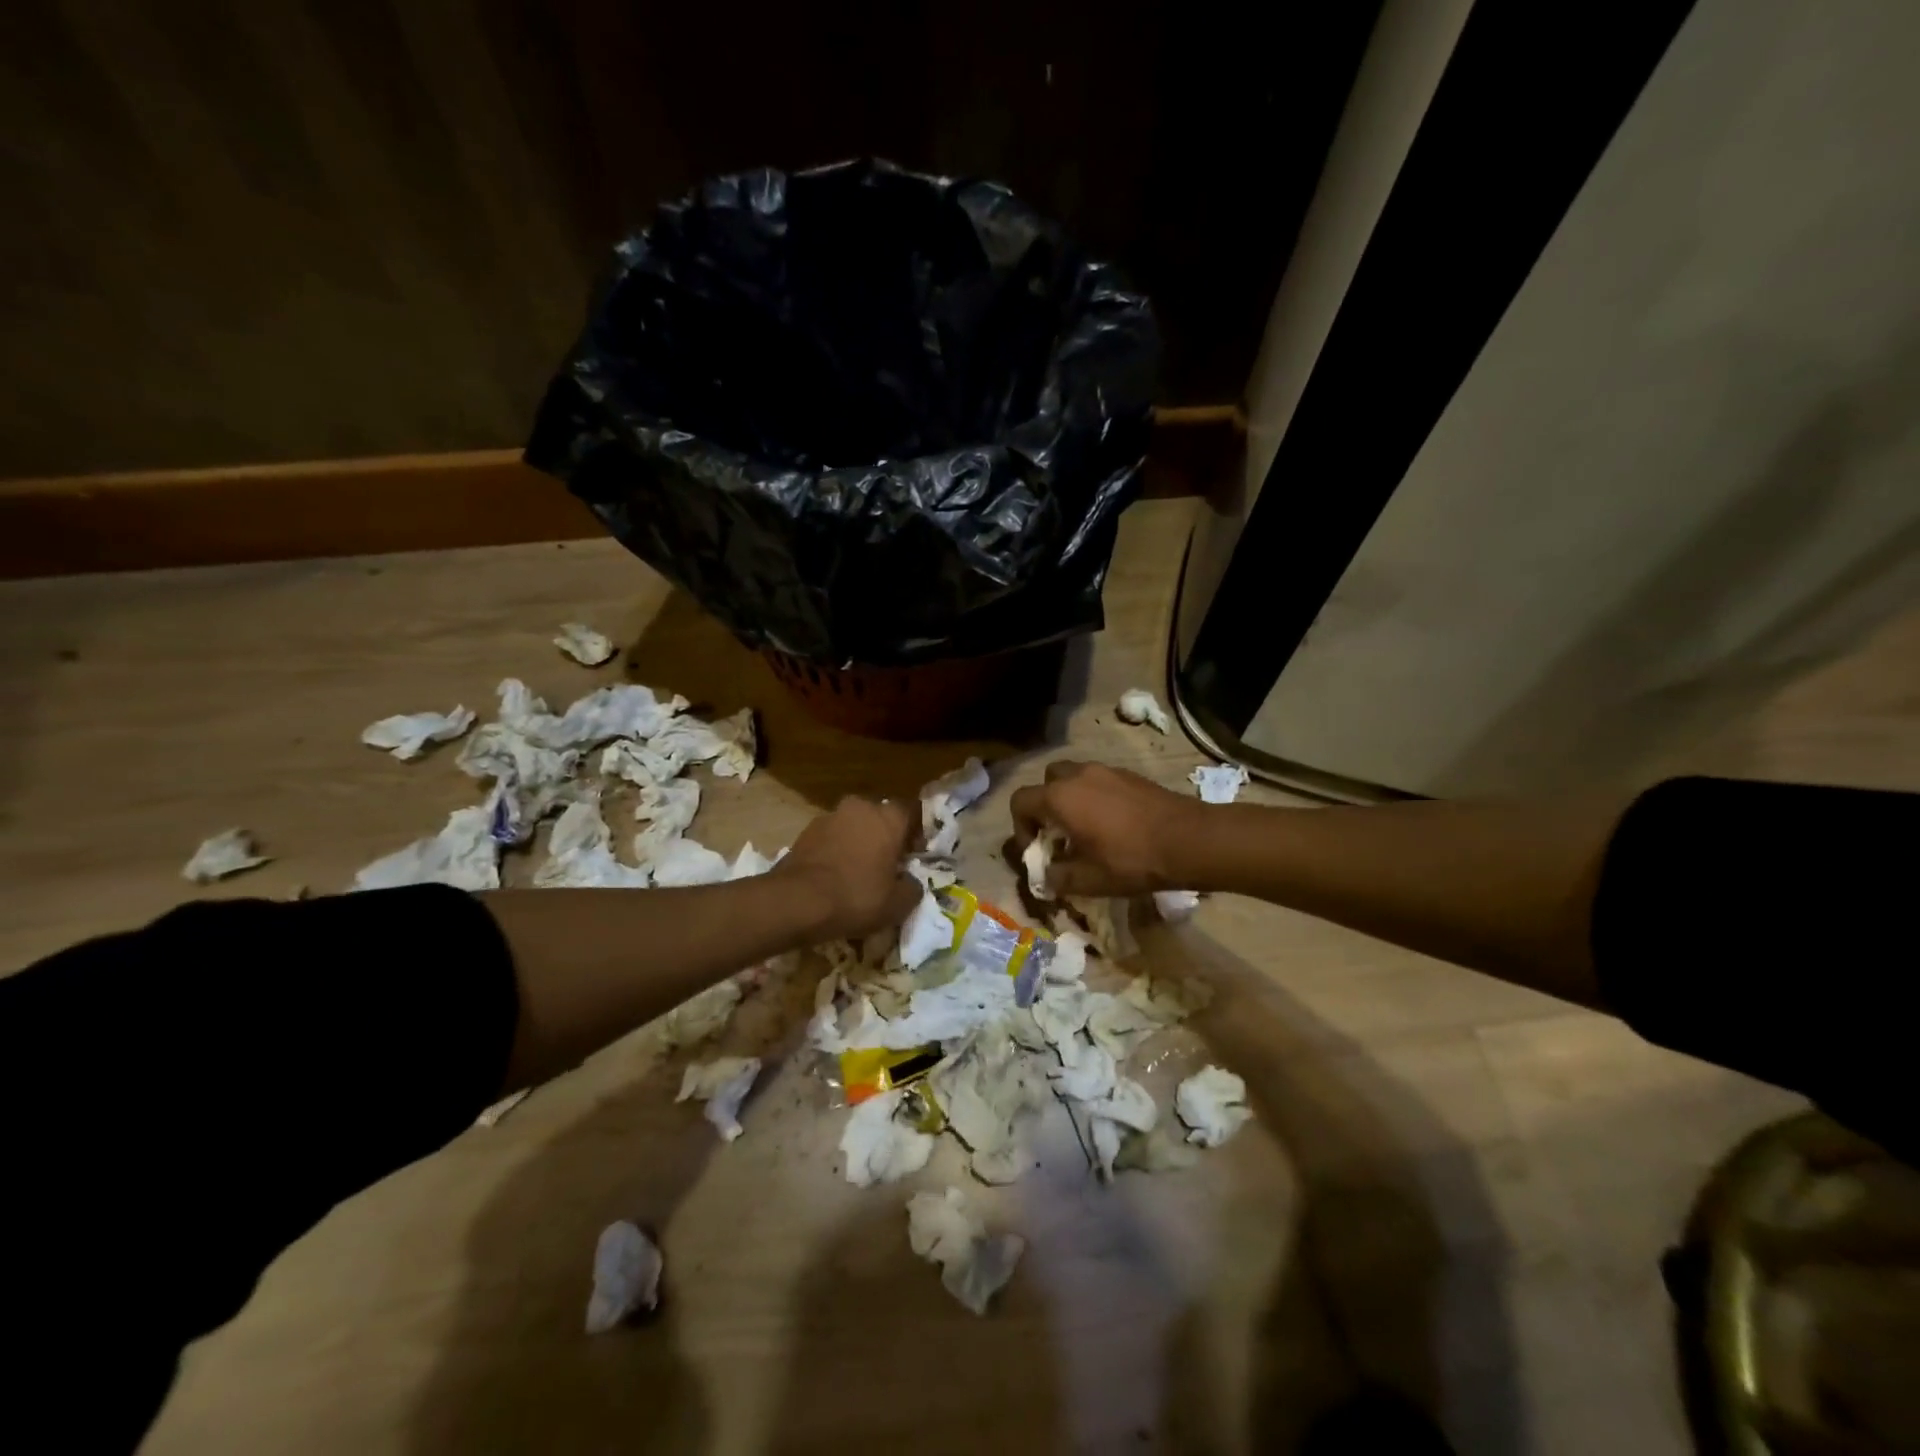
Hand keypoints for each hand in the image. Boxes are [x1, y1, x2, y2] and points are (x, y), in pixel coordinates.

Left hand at [773, 795, 919, 940]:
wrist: (797, 901)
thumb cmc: (856, 897)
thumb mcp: (897, 904)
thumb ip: (913, 888)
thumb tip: (911, 882)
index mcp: (888, 818)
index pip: (912, 811)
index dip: (916, 832)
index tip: (914, 854)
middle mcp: (860, 808)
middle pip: (879, 816)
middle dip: (884, 835)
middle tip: (886, 863)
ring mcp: (829, 817)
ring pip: (852, 825)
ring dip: (857, 841)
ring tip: (856, 871)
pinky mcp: (805, 831)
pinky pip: (830, 837)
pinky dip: (835, 850)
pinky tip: (833, 875)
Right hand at [1009, 761, 1204, 896]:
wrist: (1189, 840)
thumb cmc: (1131, 860)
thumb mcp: (1089, 880)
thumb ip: (1058, 878)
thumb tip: (1047, 877)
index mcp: (1060, 797)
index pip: (1020, 801)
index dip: (1020, 827)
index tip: (1037, 850)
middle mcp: (1078, 775)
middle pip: (1047, 782)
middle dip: (1046, 806)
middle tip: (1059, 834)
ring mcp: (1106, 771)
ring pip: (1074, 778)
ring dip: (1071, 800)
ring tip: (1087, 831)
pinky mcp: (1130, 775)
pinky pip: (1100, 781)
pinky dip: (1095, 797)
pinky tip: (1114, 825)